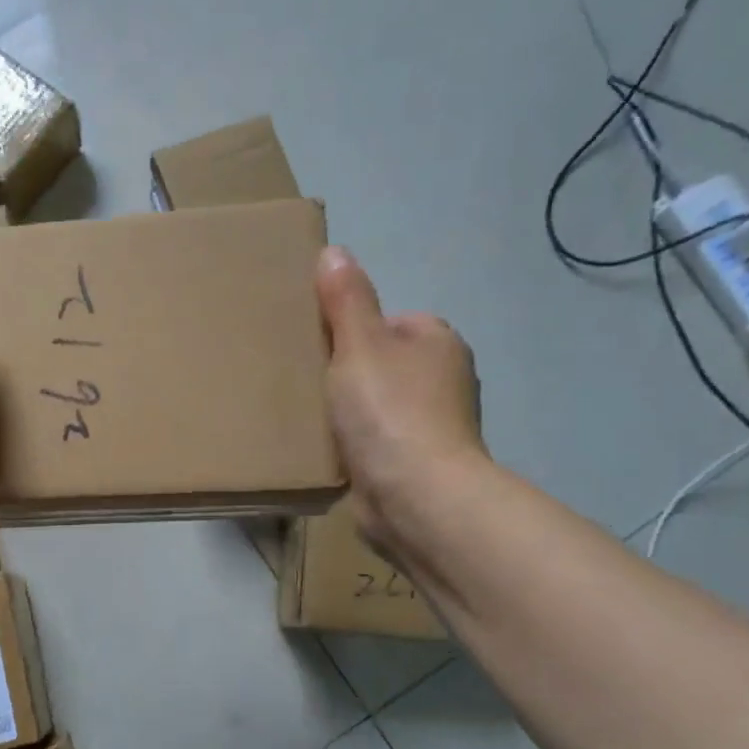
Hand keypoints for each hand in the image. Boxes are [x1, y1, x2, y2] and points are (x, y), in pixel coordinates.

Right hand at [316, 246, 486, 554]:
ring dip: (347, 411)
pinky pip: (373, 441)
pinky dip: (353, 443)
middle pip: (381, 364)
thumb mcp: (359, 344)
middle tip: (305, 380)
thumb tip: (334, 252)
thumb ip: (346, 300)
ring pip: (375, 405)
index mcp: (438, 342)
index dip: (352, 331)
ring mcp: (432, 426)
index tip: (319, 347)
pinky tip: (326, 448)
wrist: (415, 496)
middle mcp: (443, 381)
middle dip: (346, 372)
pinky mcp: (414, 464)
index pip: (389, 322)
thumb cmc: (390, 410)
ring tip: (308, 415)